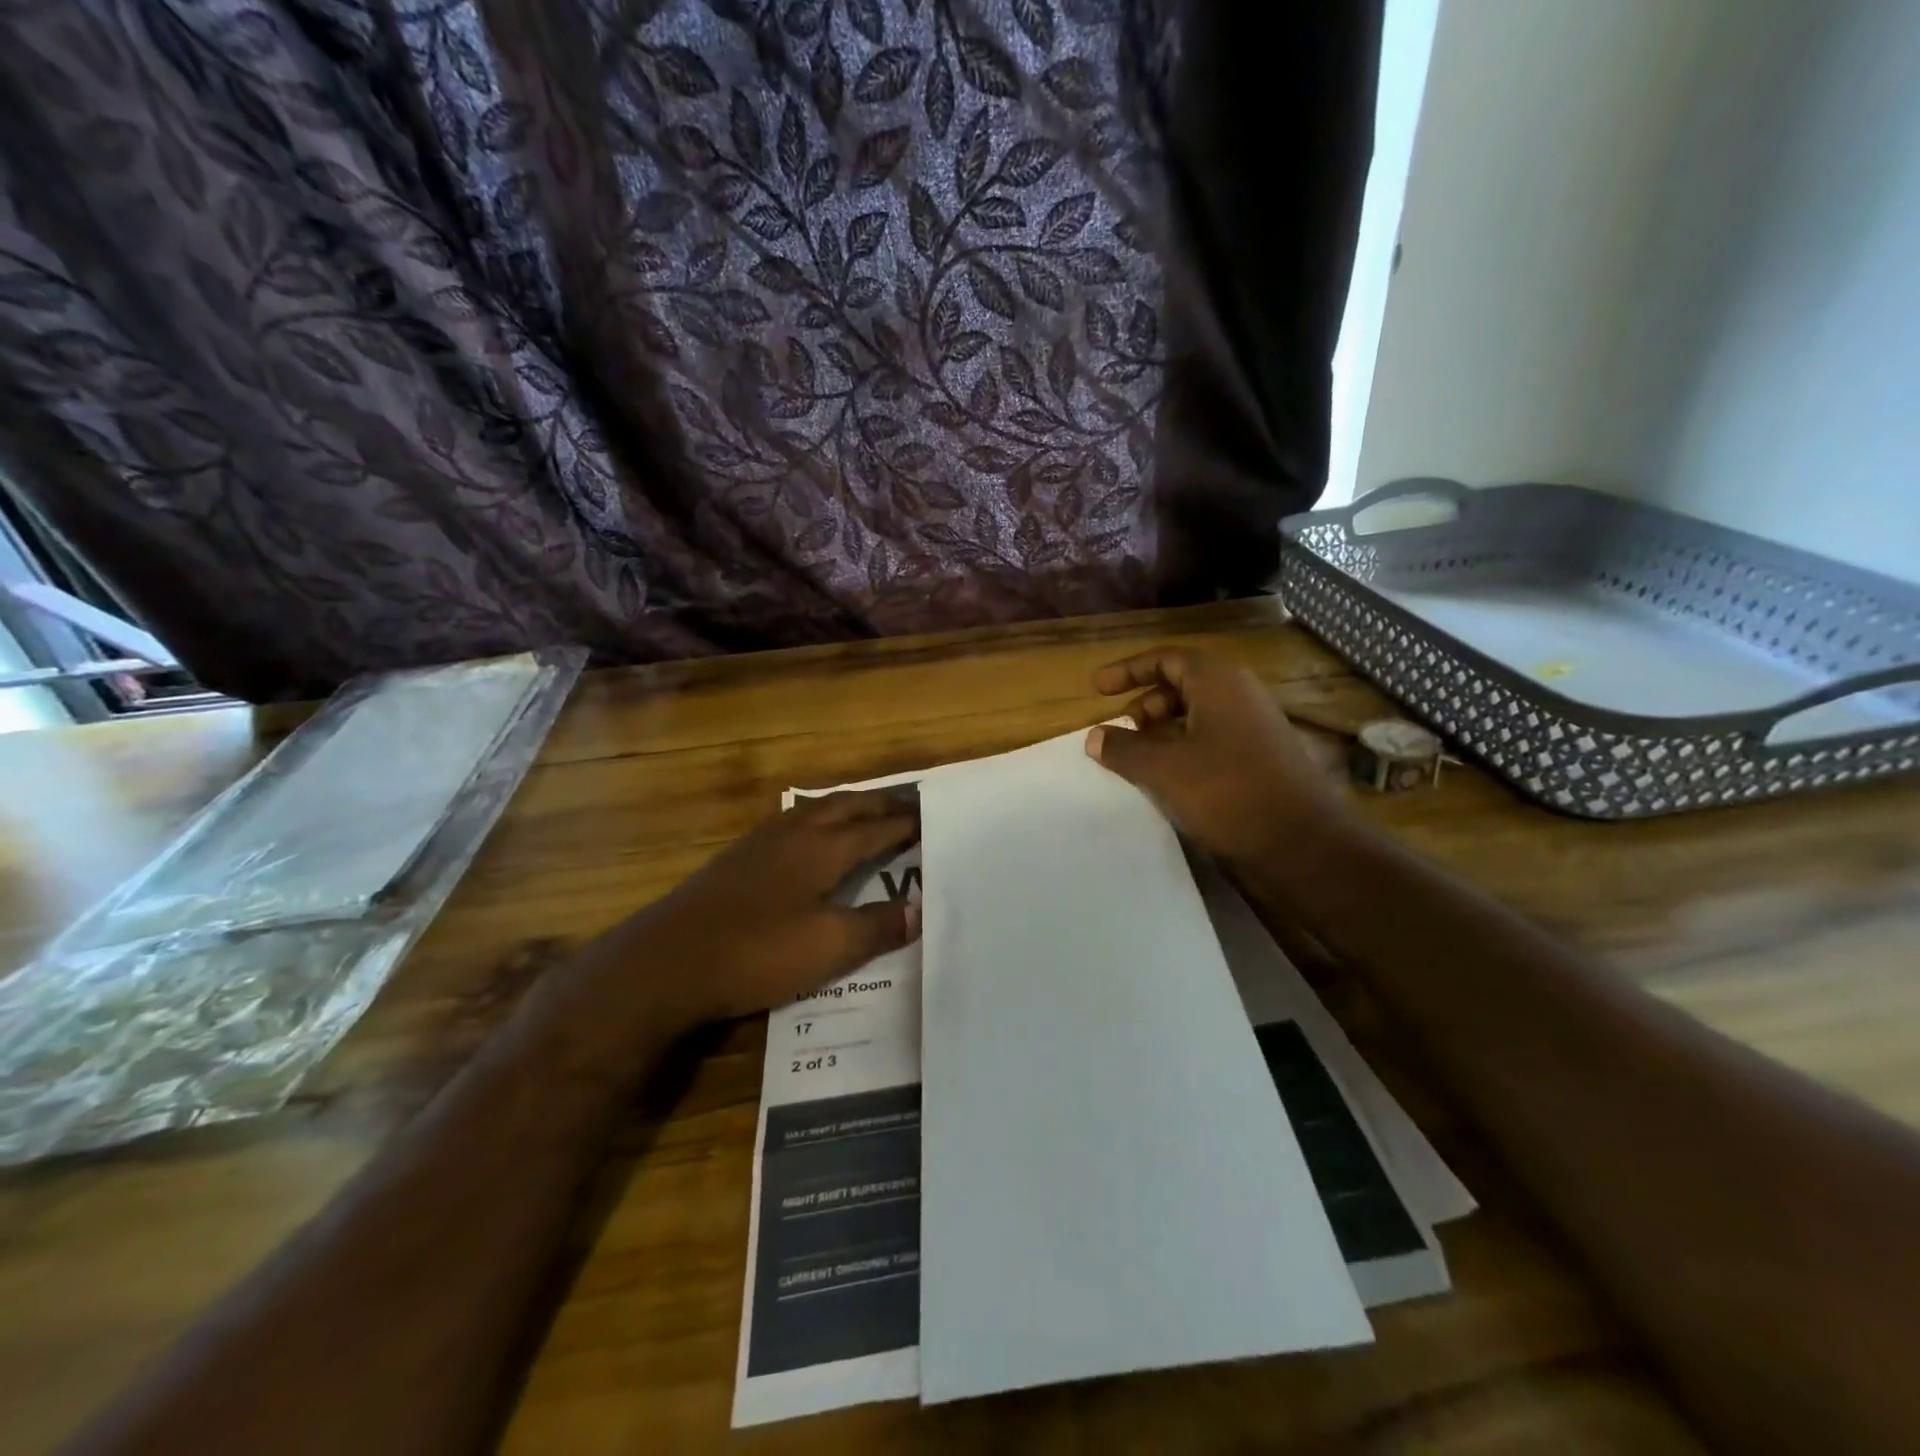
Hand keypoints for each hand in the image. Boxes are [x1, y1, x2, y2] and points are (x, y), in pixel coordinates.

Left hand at [614, 790, 919, 1024]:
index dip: (904, 825)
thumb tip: (918, 911)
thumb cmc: (757, 951)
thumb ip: (876, 927)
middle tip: (907, 807)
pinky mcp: (737, 858)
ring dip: (846, 807)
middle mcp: (794, 833)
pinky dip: (816, 819)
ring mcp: (760, 842)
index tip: (930, 818)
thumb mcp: (828, 946)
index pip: (875, 829)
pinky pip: (791, 822)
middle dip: (879, 806)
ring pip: (815, 810)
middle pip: (846, 807)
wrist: (667, 961)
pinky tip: (807, 836)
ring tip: (864, 811)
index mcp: (822, 848)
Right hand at [1084, 647, 1344, 866]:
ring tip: (1136, 759)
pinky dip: (1182, 751)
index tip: (1098, 689)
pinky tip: (1166, 780)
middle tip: (1119, 731)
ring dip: (1161, 732)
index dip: (1128, 670)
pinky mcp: (1259, 760)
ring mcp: (1253, 729)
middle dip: (1144, 704)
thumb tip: (1094, 735)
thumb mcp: (1163, 768)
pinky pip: (1211, 742)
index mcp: (1218, 682)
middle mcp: (1239, 697)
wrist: (1302, 844)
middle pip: (1181, 686)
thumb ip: (1123, 748)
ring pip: (1196, 717)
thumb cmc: (1227, 792)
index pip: (1166, 659)